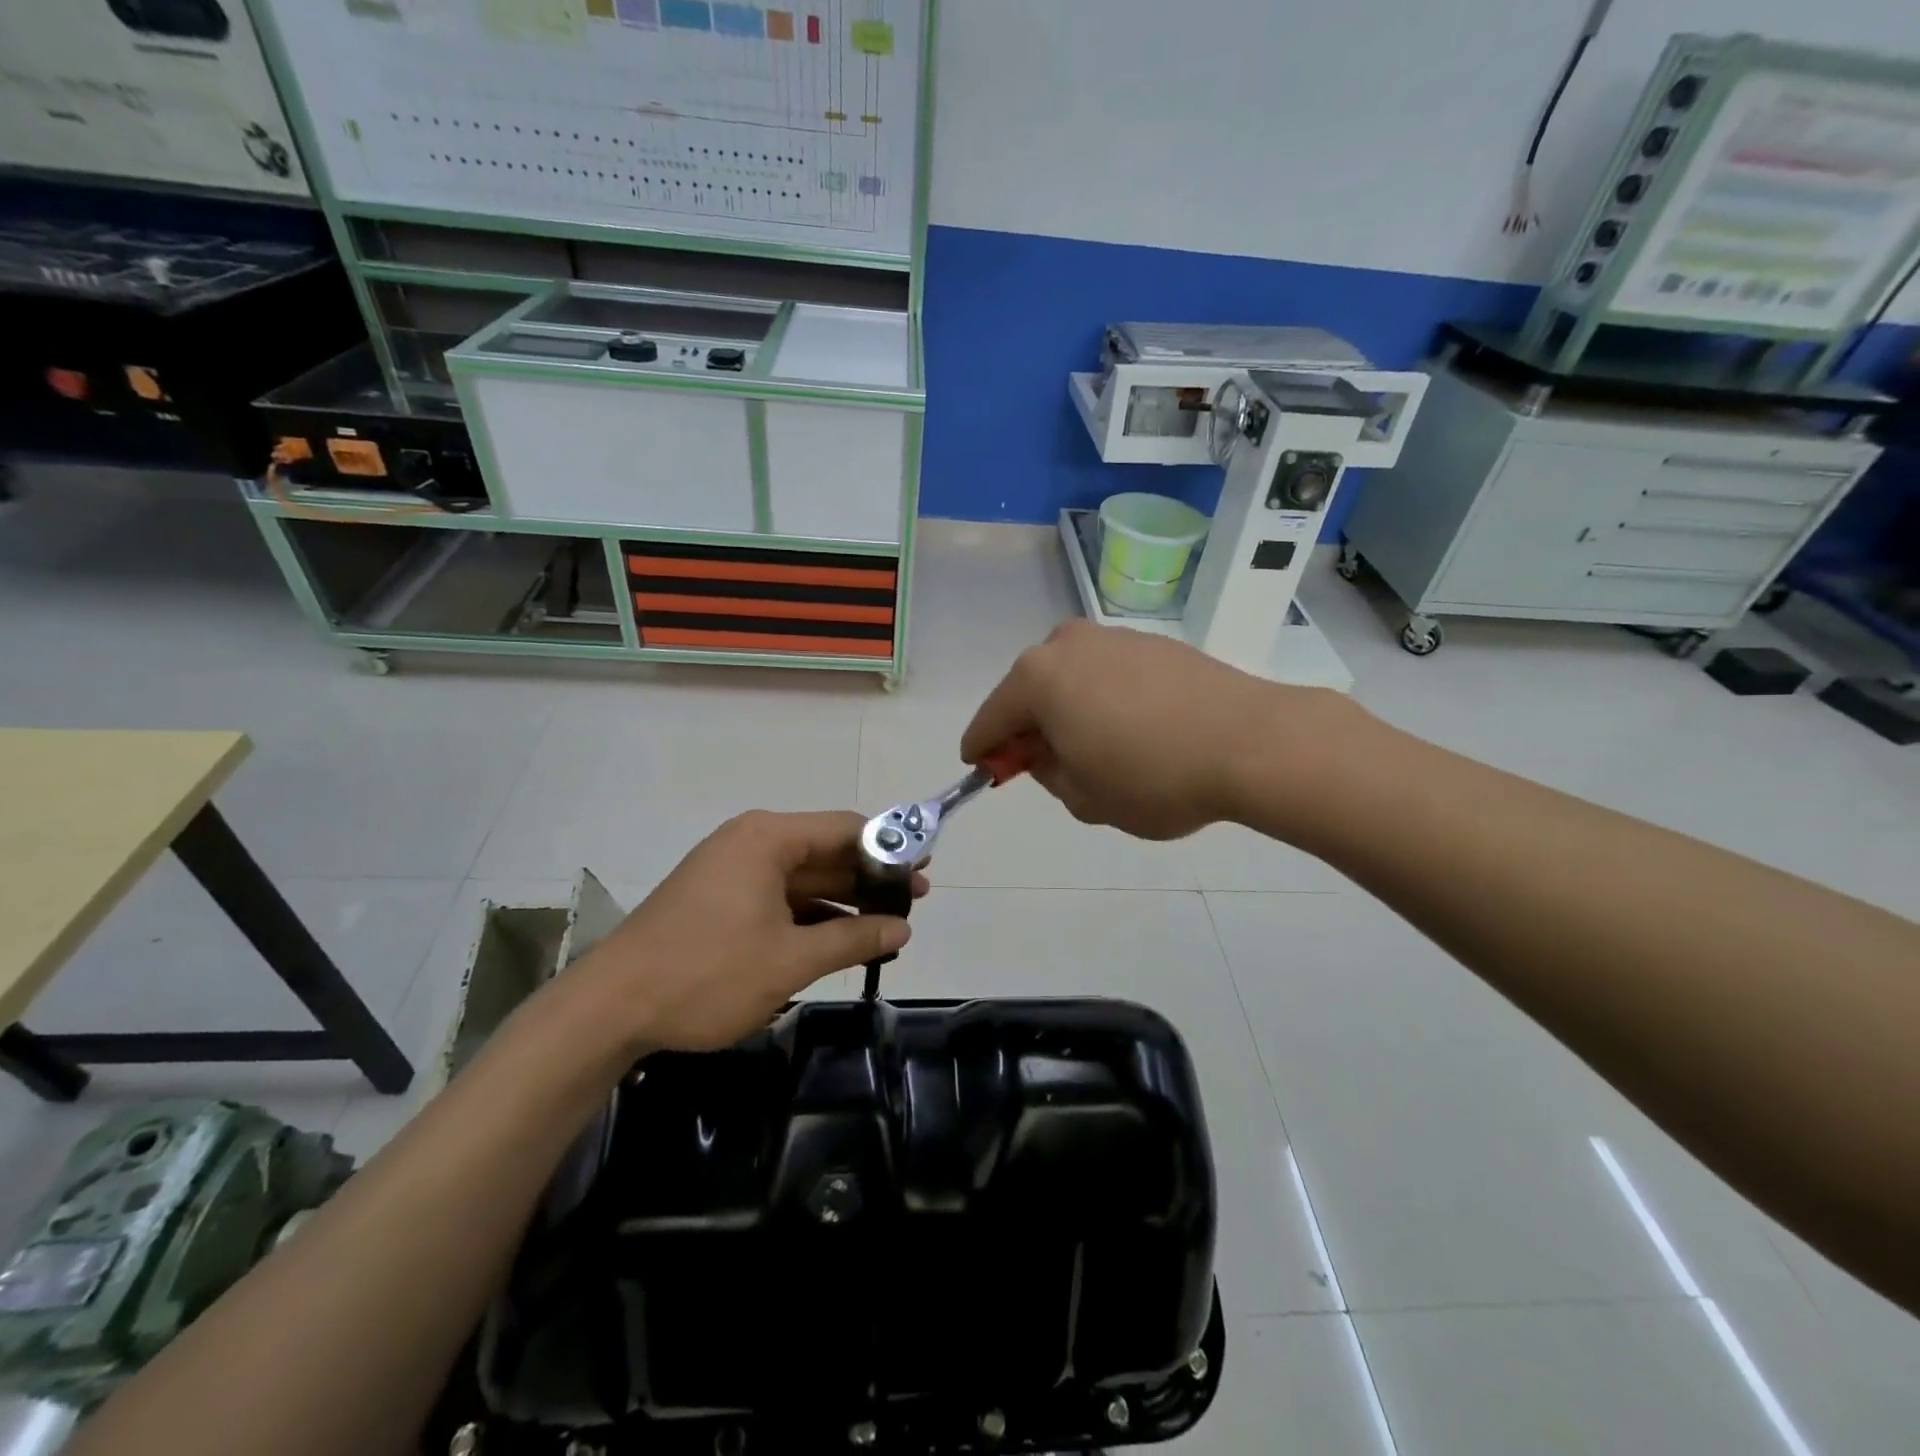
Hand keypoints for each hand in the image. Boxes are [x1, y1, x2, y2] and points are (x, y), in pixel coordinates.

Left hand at [567, 810, 927, 1052]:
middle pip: (825, 849)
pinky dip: (809, 914)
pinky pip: (778, 896)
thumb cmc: (707, 973)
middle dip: (869, 876)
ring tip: (887, 924)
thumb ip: (853, 940)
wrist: (610, 1008)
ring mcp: (731, 870)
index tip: (924, 869)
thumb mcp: (790, 960)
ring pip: (802, 877)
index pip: (846, 827)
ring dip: (842, 900)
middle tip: (915, 901)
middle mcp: (750, 842)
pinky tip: (839, 938)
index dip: (890, 847)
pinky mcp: (718, 899)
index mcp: (768, 838)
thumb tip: (903, 929)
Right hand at [961, 620, 1344, 839]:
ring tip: (1090, 747)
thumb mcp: (1084, 798)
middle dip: (1027, 727)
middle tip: (1038, 763)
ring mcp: (1114, 637)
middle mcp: (1067, 644)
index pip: (991, 719)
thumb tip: (1047, 754)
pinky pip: (1108, 674)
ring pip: (1070, 678)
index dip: (983, 749)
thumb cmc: (1152, 777)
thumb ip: (1049, 774)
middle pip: (1029, 690)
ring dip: (1067, 710)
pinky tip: (1128, 728)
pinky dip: (1102, 699)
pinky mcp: (1153, 643)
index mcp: (1037, 678)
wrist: (1251, 742)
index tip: (981, 768)